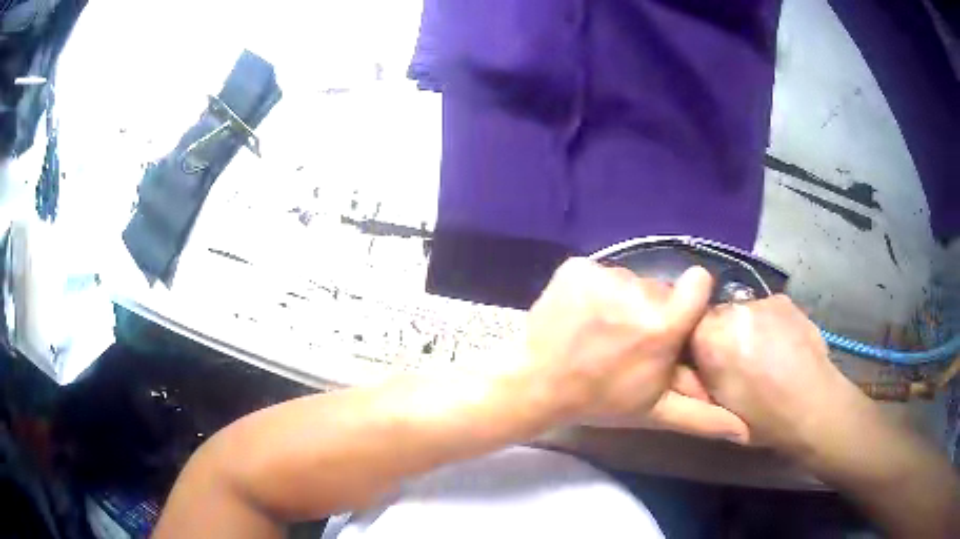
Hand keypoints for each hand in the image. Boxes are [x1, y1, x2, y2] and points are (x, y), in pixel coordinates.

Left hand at [519, 258, 715, 425]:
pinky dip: (593, 289)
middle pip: (660, 288)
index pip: (697, 283)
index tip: (674, 318)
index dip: (689, 298)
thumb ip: (703, 418)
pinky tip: (581, 315)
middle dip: (651, 310)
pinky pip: (598, 271)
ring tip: (602, 331)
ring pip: (629, 280)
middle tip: (628, 341)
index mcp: (662, 328)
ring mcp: (602, 276)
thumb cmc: (600, 400)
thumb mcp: (654, 410)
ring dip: (622, 300)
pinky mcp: (575, 267)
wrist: (536, 385)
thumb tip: (745, 432)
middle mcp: (637, 294)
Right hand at [691, 295, 859, 455]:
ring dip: (747, 329)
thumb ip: (700, 375)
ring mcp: (761, 301)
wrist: (812, 405)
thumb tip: (695, 362)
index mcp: (709, 338)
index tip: (706, 365)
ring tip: (765, 355)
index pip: (686, 327)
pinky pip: (766, 310)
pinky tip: (783, 347)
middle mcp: (732, 310)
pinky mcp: (784, 300)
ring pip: (742, 313)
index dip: (696, 346)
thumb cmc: (760, 417)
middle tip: (737, 363)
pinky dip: (769, 325)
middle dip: (723, 336)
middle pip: (716, 317)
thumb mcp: (716, 404)